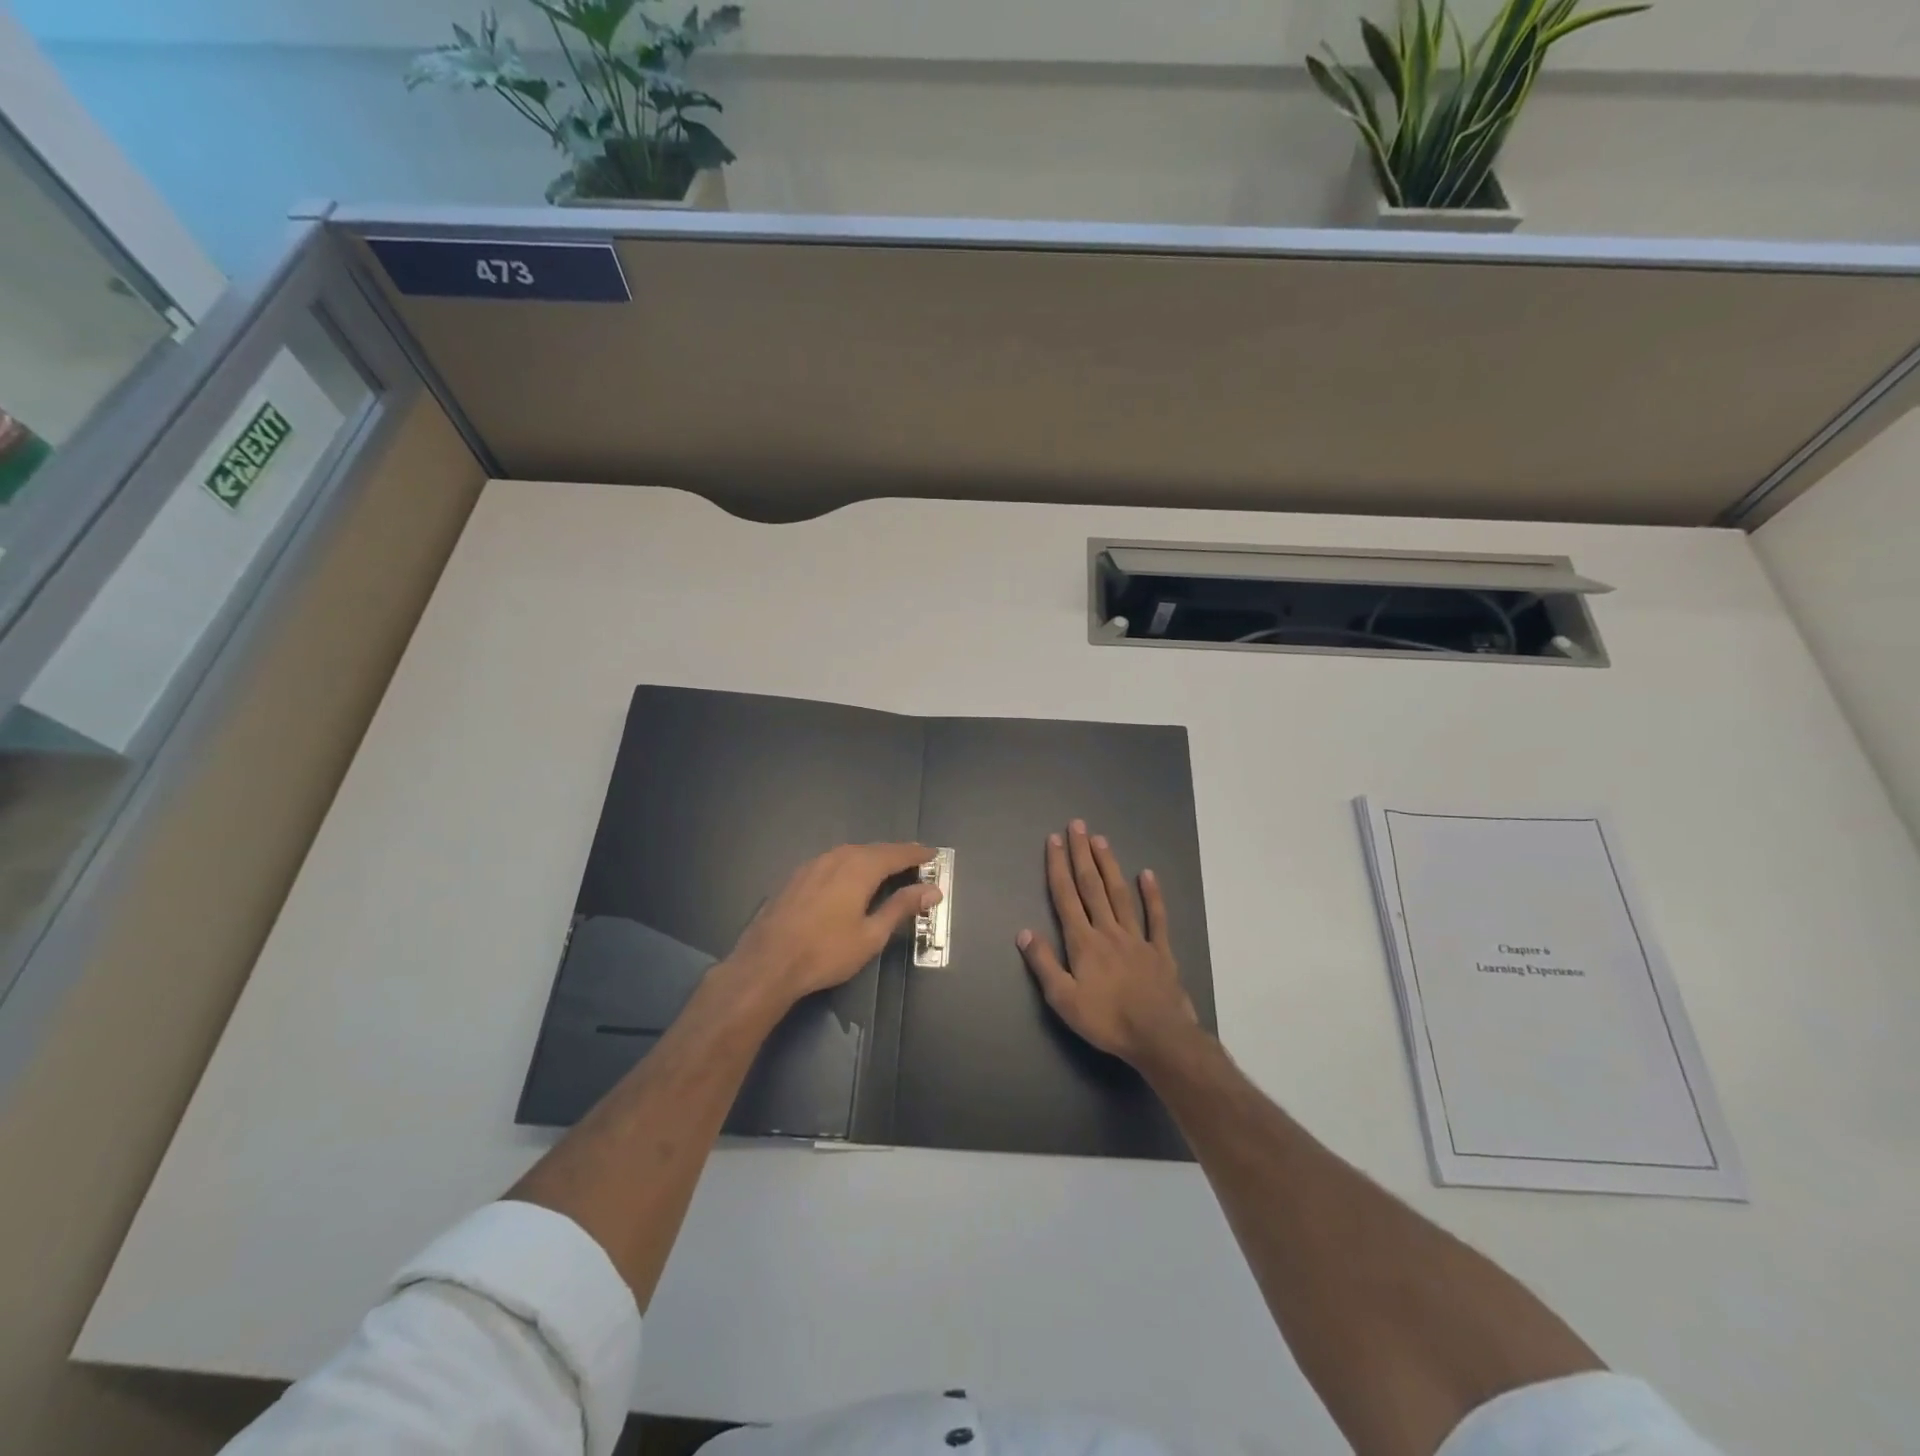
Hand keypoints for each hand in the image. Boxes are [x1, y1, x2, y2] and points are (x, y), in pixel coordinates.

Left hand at [726, 842, 940, 1004]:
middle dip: (895, 854)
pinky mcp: (797, 876)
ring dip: (872, 858)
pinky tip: (850, 879)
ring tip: (887, 869)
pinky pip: (833, 862)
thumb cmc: (825, 952)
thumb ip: (901, 907)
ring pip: (850, 854)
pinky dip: (850, 865)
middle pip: (873, 850)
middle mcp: (837, 857)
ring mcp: (813, 864)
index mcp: (859, 867)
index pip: (896, 853)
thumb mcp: (871, 935)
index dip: (916, 853)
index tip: (934, 854)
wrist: (767, 963)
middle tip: (915, 861)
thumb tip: (933, 890)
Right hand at [1017, 820, 1197, 1065]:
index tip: (1053, 840)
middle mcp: (1108, 930)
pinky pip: (1156, 918)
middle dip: (1082, 854)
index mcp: (1083, 942)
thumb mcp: (1063, 999)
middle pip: (1092, 886)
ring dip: (1109, 865)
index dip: (1058, 867)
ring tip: (1101, 839)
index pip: (1066, 897)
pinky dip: (1152, 895)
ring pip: (1120, 894)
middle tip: (1077, 825)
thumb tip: (1024, 932)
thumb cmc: (1106, 1020)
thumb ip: (1044, 964)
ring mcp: (1137, 937)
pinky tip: (1147, 874)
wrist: (1158, 1036)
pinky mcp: (1160, 950)